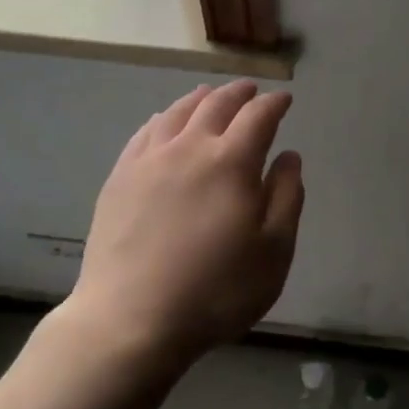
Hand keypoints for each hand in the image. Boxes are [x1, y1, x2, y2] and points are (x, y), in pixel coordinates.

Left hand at [69, 80, 303, 366]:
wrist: (131, 318)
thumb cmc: (216, 290)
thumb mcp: (274, 251)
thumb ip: (287, 197)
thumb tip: (289, 156)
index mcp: (232, 162)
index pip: (258, 116)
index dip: (274, 103)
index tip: (284, 99)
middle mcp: (190, 148)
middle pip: (217, 105)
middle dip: (239, 93)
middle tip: (251, 90)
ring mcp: (149, 160)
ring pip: (178, 112)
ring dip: (200, 98)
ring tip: (210, 95)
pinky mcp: (120, 178)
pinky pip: (145, 132)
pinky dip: (163, 118)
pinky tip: (165, 122)